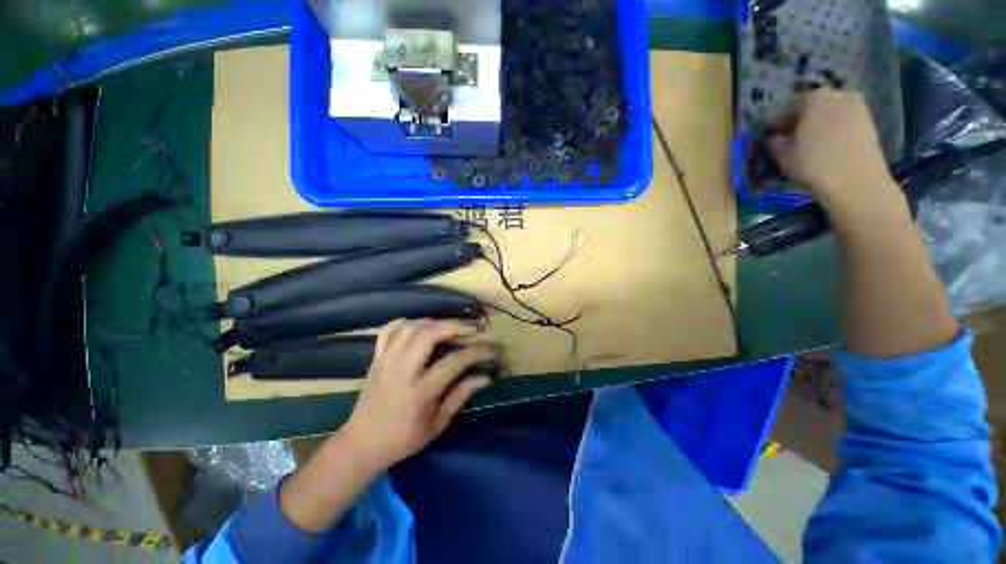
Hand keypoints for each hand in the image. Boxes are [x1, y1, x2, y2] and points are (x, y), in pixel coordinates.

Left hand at [340, 319, 494, 471]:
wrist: (362, 444)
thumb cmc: (403, 439)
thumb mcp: (437, 424)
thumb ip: (461, 396)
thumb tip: (485, 377)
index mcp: (419, 392)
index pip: (453, 362)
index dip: (476, 352)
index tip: (491, 349)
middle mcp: (402, 371)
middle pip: (429, 334)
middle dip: (456, 325)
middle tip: (473, 328)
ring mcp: (386, 361)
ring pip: (411, 327)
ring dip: (435, 321)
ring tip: (451, 326)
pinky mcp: (376, 358)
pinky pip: (390, 330)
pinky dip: (407, 322)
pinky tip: (420, 325)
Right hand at [767, 89, 901, 214]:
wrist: (856, 180)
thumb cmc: (813, 164)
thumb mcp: (781, 155)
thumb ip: (774, 142)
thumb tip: (773, 137)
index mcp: (812, 97)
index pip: (788, 108)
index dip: (780, 124)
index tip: (776, 139)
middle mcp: (837, 94)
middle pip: (813, 106)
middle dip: (804, 121)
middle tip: (795, 141)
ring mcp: (858, 106)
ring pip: (831, 114)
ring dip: (822, 126)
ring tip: (814, 146)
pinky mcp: (870, 121)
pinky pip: (846, 122)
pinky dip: (837, 132)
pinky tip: (831, 148)